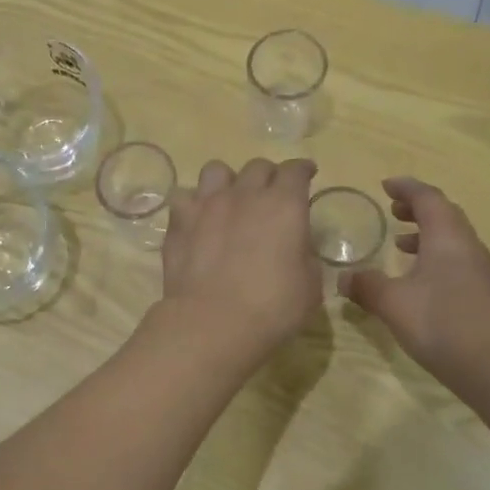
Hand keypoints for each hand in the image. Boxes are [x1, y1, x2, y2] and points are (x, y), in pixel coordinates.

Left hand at [158, 157, 321, 364]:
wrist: (213, 322)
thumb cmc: (272, 308)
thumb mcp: (310, 287)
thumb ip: (306, 257)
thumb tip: (296, 248)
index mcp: (284, 205)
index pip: (296, 171)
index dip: (303, 170)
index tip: (307, 174)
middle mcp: (246, 194)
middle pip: (258, 167)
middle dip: (268, 177)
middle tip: (270, 195)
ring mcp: (208, 204)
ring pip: (217, 170)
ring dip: (228, 181)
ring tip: (229, 200)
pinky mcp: (180, 221)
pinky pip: (185, 197)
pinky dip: (193, 205)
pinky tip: (198, 220)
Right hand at [341, 178, 489, 395]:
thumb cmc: (442, 323)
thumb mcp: (393, 303)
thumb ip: (366, 286)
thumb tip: (343, 277)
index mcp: (447, 237)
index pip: (428, 198)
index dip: (406, 188)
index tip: (386, 185)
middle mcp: (468, 246)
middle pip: (445, 214)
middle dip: (417, 208)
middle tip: (392, 210)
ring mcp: (481, 271)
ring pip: (453, 239)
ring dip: (426, 234)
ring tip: (400, 244)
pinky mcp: (485, 294)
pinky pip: (457, 260)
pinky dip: (436, 257)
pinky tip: (419, 282)